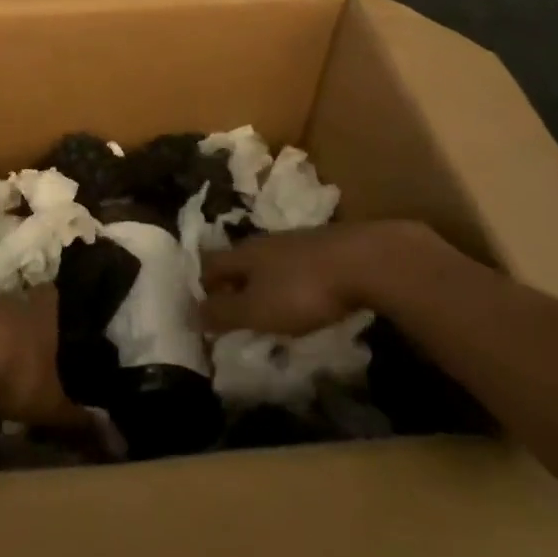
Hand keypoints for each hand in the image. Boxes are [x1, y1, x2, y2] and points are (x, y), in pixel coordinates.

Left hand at [0, 289, 88, 428]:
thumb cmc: (14, 372)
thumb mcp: (49, 405)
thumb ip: (78, 421)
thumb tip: (118, 442)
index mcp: (41, 311)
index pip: (51, 295)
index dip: (52, 306)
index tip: (53, 321)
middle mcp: (8, 299)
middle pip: (16, 305)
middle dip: (17, 327)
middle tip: (20, 356)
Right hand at [199, 219, 468, 336]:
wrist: (367, 261)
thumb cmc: (303, 289)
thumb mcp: (257, 309)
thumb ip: (224, 313)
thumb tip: (190, 314)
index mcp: (243, 254)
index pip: (210, 265)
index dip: (201, 285)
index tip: (199, 308)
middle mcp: (265, 242)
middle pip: (238, 261)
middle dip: (231, 284)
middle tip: (230, 310)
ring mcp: (298, 242)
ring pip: (268, 263)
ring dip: (261, 284)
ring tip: (265, 309)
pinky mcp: (327, 250)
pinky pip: (296, 267)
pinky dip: (290, 284)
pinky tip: (302, 299)